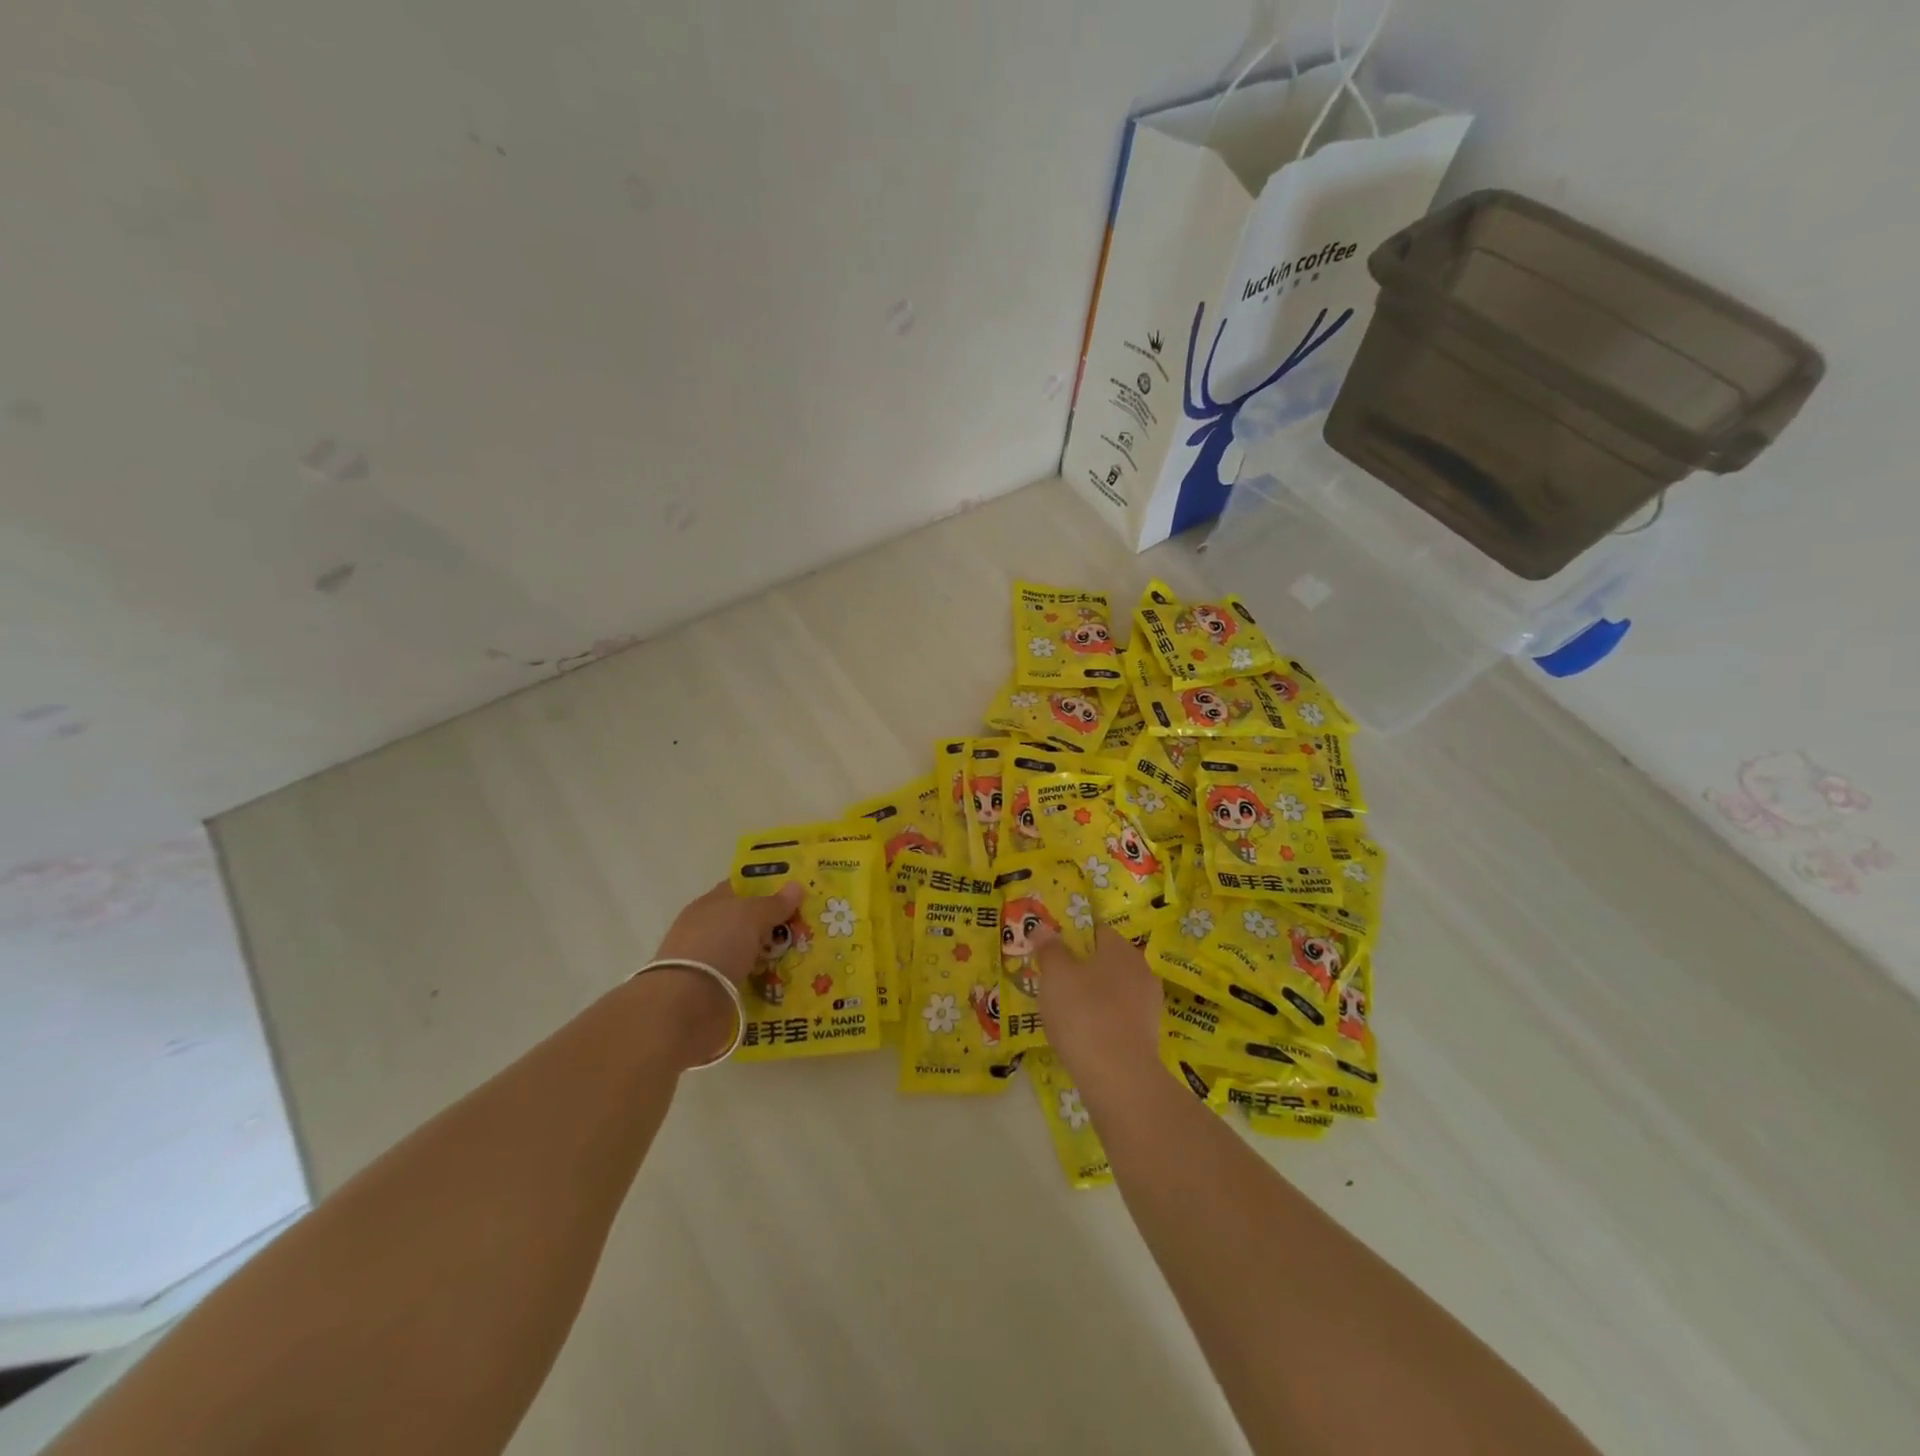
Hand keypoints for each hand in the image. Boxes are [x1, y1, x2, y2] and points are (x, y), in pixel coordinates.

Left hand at [631, 879, 803, 1067]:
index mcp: (710, 905)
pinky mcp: (719, 994)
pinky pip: (752, 981)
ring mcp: (713, 964)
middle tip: (814, 924)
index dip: (768, 886)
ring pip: (753, 953)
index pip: (741, 889)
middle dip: (779, 923)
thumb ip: (774, 903)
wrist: (686, 1007)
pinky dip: (769, 982)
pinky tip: (793, 982)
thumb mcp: (750, 915)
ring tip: (812, 955)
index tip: (799, 890)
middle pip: (750, 922)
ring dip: (777, 955)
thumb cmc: (716, 946)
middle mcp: (709, 932)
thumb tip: (796, 885)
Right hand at [1035, 926, 1162, 1097]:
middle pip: (1106, 961)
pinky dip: (1102, 1021)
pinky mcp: (1148, 1036)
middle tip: (1053, 982)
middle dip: (1081, 969)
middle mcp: (1141, 970)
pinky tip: (1083, 1035)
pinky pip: (1118, 1018)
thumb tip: (1043, 928)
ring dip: (1092, 997)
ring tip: (1064, 1012)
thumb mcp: (1055, 975)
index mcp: (1121, 948)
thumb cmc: (1083, 1013)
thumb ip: (1049, 949)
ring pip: (1113, 991)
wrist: (1118, 1077)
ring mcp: (1148, 1005)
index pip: (1096, 930)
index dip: (1072, 937)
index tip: (1051, 952)